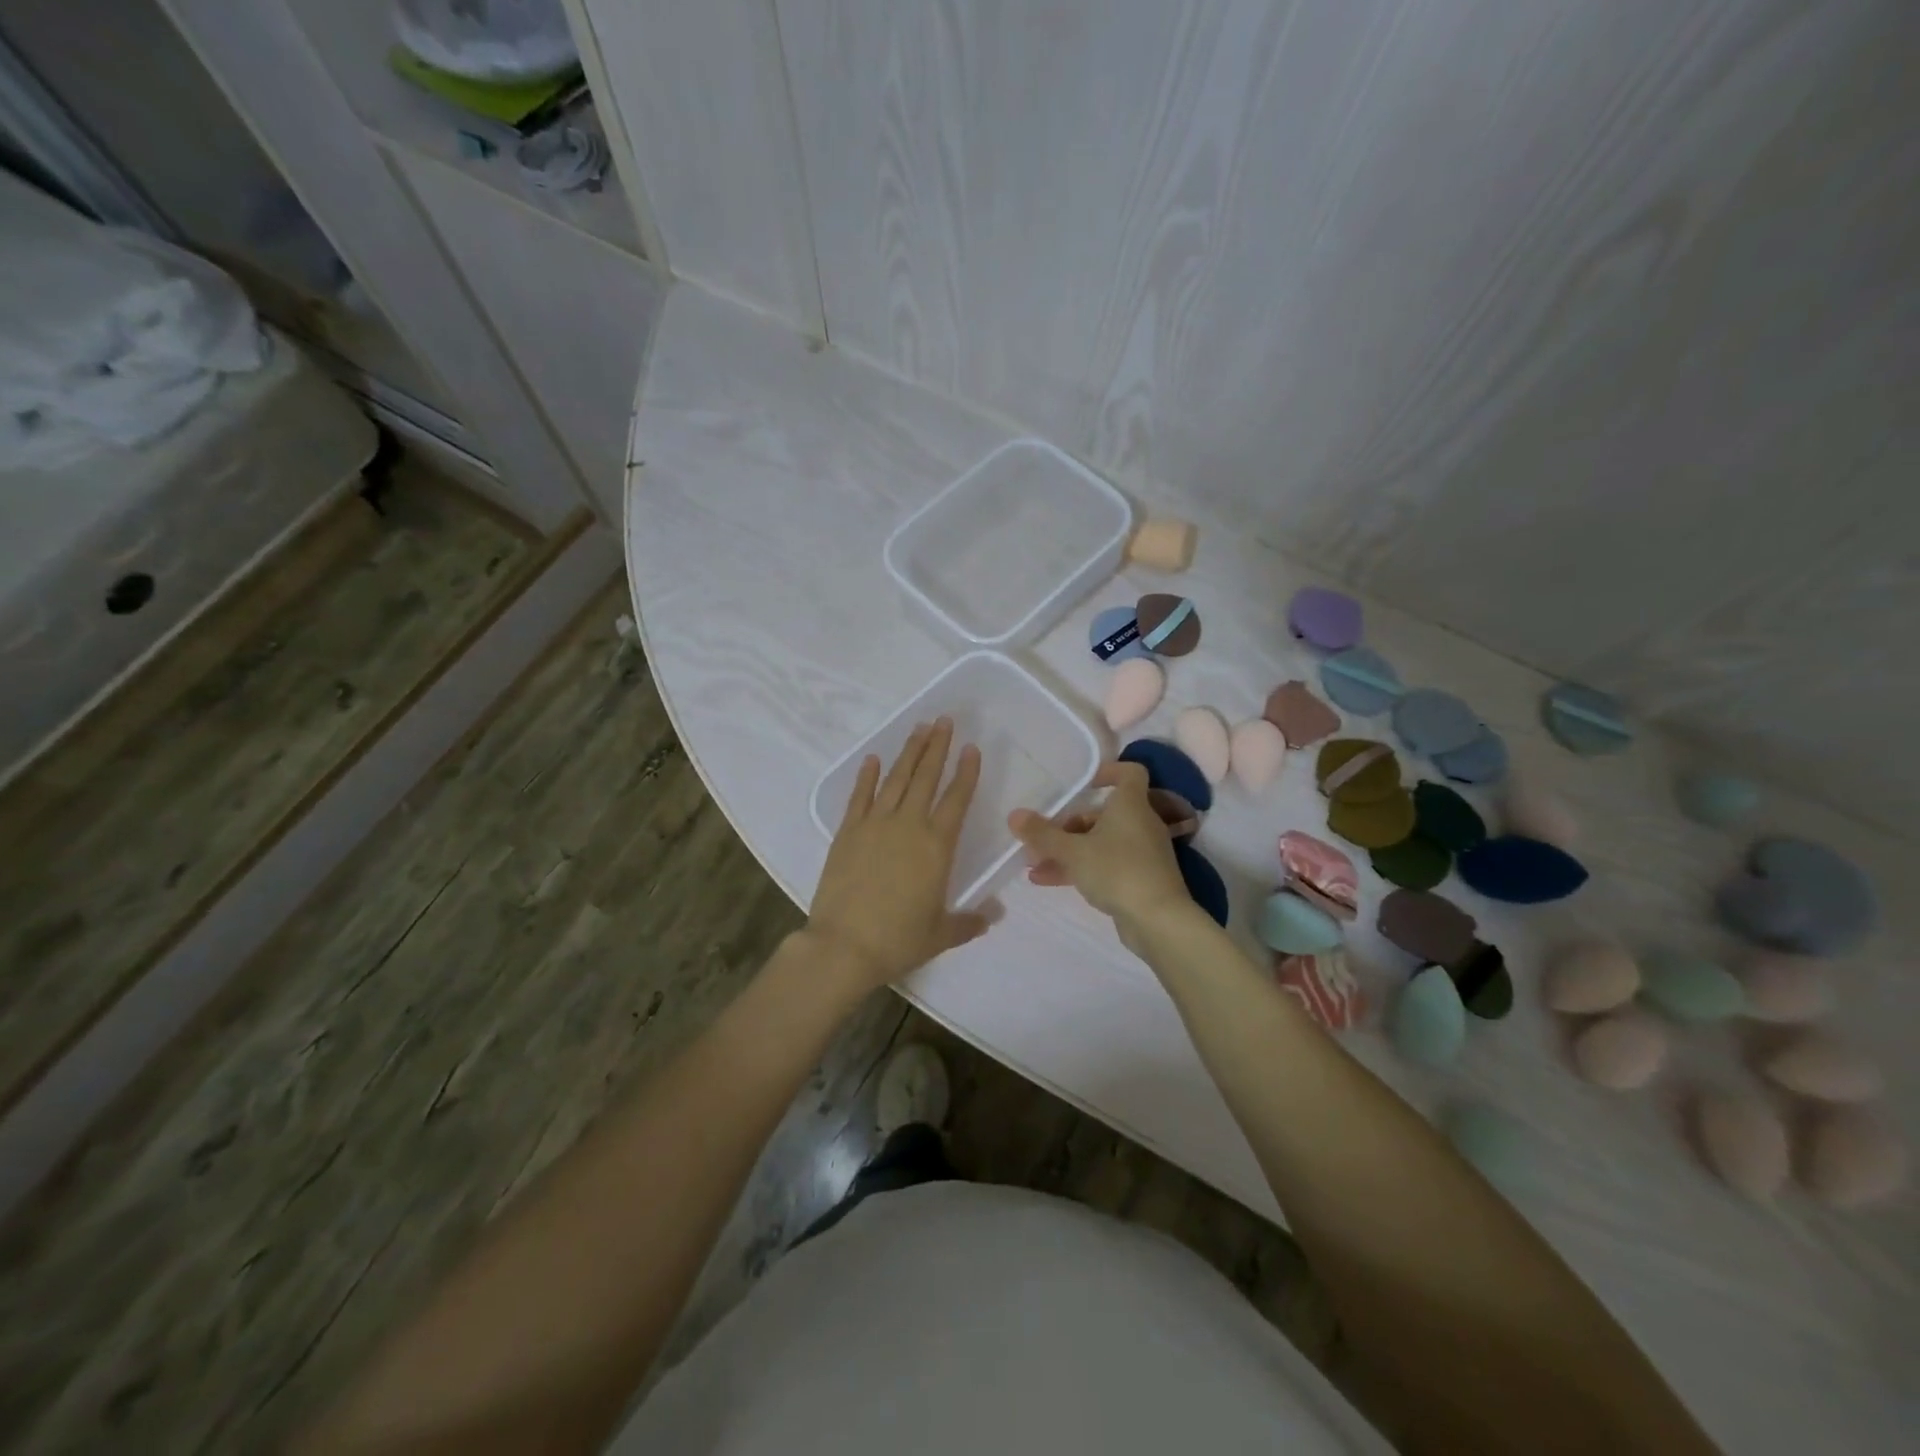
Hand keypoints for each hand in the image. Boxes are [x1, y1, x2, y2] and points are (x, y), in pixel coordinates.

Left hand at [805, 718, 992, 993]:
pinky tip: (873, 758)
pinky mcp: (847, 832)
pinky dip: (867, 776)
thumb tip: (992, 916)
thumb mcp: (941, 934)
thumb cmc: (898, 940)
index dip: (966, 772)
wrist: (844, 946)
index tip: (972, 748)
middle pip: (926, 777)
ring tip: (919, 728)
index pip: (957, 799)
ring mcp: (874, 824)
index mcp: (937, 846)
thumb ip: (969, 922)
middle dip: (937, 747)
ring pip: (896, 779)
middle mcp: (908, 825)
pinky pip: (860, 796)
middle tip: (944, 720)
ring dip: (909, 752)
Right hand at [1008, 762, 1193, 937]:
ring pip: (1100, 842)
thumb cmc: (1117, 871)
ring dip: (1067, 850)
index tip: (1083, 784)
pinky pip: (1105, 865)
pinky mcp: (1139, 879)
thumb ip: (1042, 834)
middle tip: (1040, 837)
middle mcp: (1140, 824)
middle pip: (1103, 814)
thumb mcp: (1073, 851)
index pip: (1130, 773)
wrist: (1158, 921)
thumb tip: (1015, 815)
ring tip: (1033, 863)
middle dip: (1068, 825)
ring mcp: (1141, 853)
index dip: (1108, 772)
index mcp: (1131, 805)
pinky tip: (1047, 880)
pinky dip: (1080, 868)